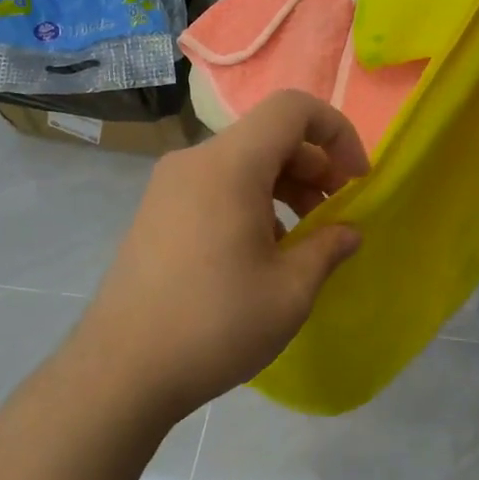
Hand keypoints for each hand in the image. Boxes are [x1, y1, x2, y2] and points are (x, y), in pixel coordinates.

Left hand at [69, 91, 368, 426]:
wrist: (122, 371)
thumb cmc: (216, 325)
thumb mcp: (290, 292)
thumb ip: (327, 249)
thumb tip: (348, 232)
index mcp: (230, 166)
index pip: (292, 109)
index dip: (336, 133)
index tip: (356, 180)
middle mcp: (194, 162)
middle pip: (268, 136)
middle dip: (314, 167)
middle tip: (336, 215)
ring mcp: (168, 186)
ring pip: (241, 163)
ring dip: (284, 187)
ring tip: (303, 238)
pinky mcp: (155, 212)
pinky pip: (215, 186)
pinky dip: (251, 202)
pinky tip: (261, 253)